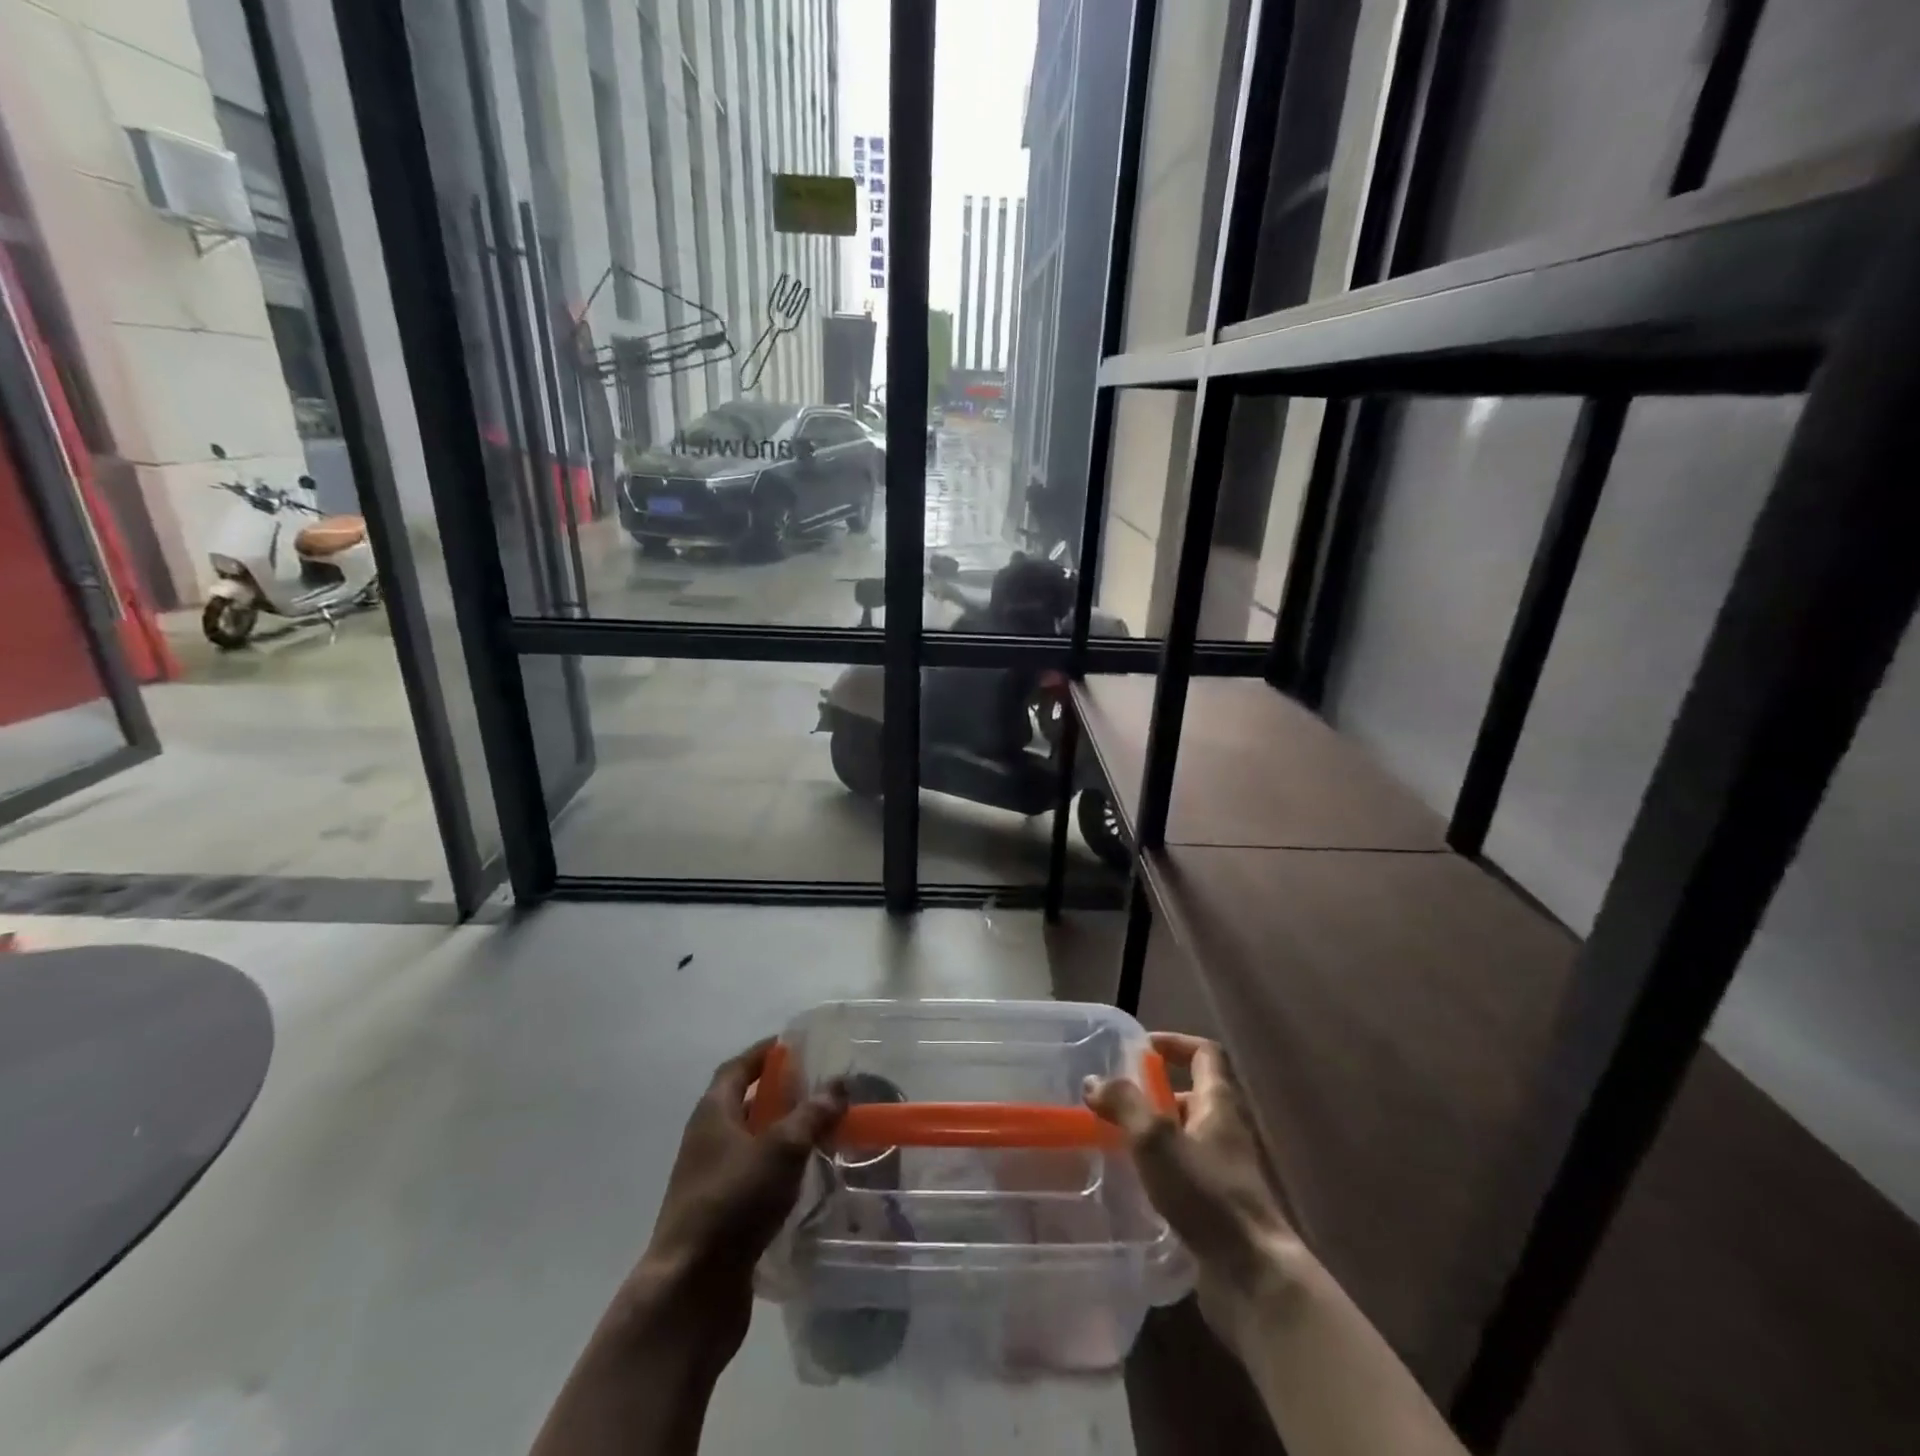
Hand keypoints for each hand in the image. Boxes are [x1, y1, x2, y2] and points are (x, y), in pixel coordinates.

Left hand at [626, 1039, 845, 1361]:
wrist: (690, 1292)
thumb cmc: (733, 1202)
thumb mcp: (781, 1149)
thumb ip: (812, 1114)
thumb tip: (838, 1084)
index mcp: (712, 1113)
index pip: (737, 1068)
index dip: (764, 1053)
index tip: (795, 1045)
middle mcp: (706, 1141)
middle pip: (743, 1104)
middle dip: (779, 1093)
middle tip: (819, 1088)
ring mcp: (710, 1181)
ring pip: (750, 1144)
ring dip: (781, 1134)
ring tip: (821, 1131)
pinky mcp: (720, 1217)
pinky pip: (753, 1179)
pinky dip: (778, 1171)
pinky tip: (806, 1179)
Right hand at [1085, 1032, 1299, 1348]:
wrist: (1254, 1276)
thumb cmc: (1208, 1194)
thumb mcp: (1157, 1140)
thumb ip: (1124, 1104)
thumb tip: (1094, 1080)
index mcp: (1220, 1103)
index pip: (1205, 1053)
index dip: (1175, 1043)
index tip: (1141, 1049)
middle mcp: (1226, 1130)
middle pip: (1194, 1094)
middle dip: (1155, 1092)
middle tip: (1116, 1099)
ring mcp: (1225, 1170)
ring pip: (1186, 1135)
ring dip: (1154, 1131)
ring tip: (1115, 1138)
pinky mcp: (1218, 1206)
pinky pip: (1185, 1171)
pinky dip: (1160, 1167)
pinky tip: (1134, 1181)